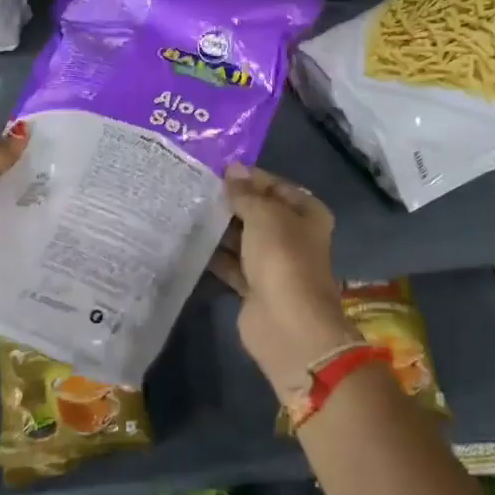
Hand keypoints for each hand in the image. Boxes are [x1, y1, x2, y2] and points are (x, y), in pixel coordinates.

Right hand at [209, 164, 355, 390]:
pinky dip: (216, 256)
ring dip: (220, 228)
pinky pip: (232, 264)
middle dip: (231, 203)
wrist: (287, 325)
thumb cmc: (282, 259)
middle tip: (195, 189)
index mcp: (307, 214)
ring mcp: (274, 263)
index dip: (248, 177)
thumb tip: (233, 169)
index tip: (215, 170)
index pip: (275, 185)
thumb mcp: (264, 215)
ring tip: (187, 211)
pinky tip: (191, 242)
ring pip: (243, 238)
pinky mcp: (254, 286)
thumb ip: (245, 193)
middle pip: (258, 212)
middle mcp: (293, 236)